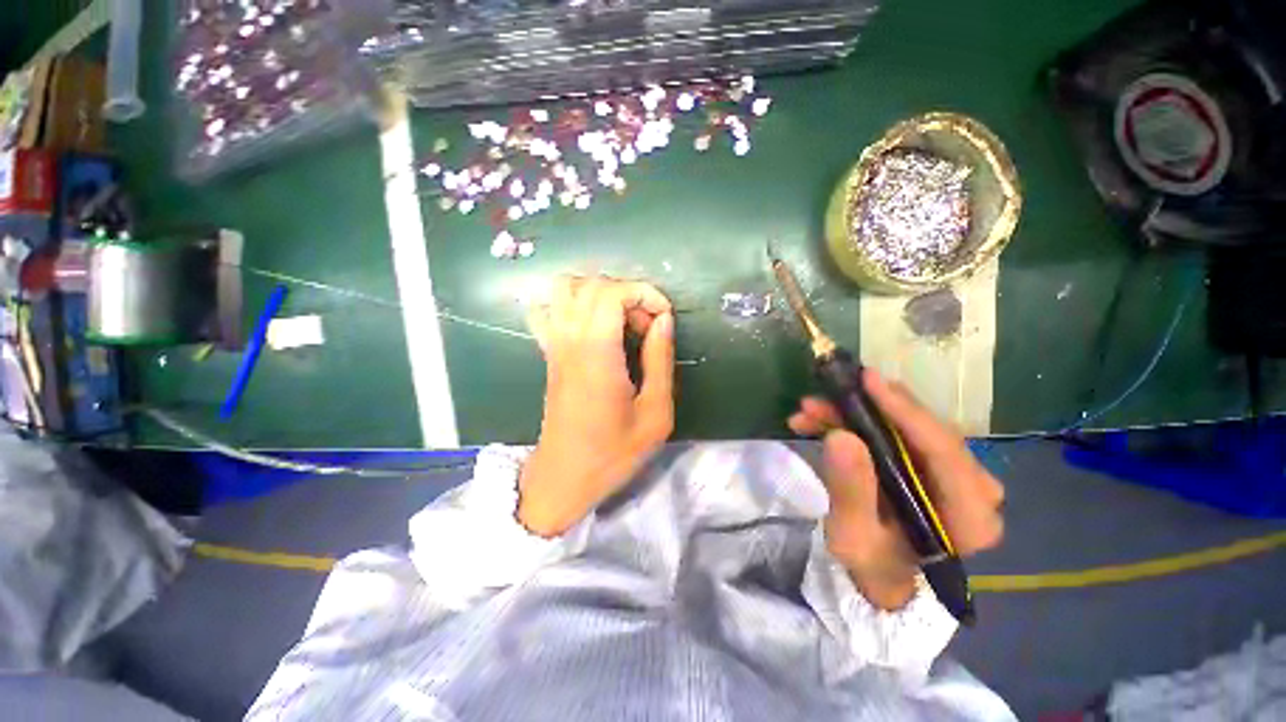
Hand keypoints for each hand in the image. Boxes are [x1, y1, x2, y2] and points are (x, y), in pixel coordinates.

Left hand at [518, 275, 675, 536]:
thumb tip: (663, 321)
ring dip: (599, 294)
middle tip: (645, 327)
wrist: (564, 478)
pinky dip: (571, 304)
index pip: (611, 293)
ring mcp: (553, 345)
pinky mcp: (548, 354)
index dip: (644, 293)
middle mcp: (570, 341)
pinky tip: (592, 325)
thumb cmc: (613, 453)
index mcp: (597, 355)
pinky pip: (549, 309)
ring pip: (564, 289)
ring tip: (621, 321)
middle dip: (627, 294)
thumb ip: (660, 361)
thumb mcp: (655, 414)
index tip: (664, 318)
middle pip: (590, 285)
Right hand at [788, 370, 1004, 610]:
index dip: (904, 410)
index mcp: (970, 517)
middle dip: (866, 409)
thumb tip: (841, 435)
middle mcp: (975, 489)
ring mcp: (956, 474)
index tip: (866, 380)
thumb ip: (851, 490)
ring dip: (855, 414)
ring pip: (906, 427)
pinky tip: (821, 421)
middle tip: (822, 397)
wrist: (883, 576)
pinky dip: (858, 423)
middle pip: (923, 431)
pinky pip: (897, 432)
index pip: (944, 451)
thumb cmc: (872, 563)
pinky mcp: (934, 465)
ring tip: (810, 411)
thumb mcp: (853, 536)